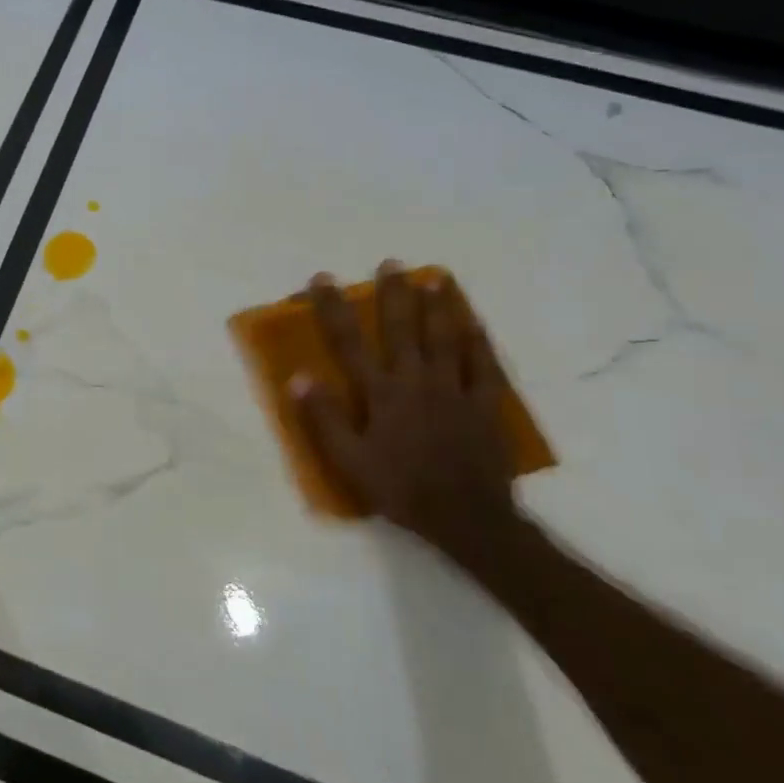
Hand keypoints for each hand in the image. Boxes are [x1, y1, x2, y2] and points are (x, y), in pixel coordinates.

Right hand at [291, 260, 520, 559]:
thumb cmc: (400, 488)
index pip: (350, 342)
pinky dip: (479, 341)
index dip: (334, 309)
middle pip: (402, 329)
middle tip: (391, 264)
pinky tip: (476, 322)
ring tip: (435, 278)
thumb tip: (299, 377)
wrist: (465, 518)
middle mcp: (416, 381)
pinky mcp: (484, 405)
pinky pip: (484, 366)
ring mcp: (454, 390)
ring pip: (445, 338)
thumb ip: (324, 418)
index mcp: (380, 394)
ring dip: (438, 306)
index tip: (323, 279)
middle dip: (394, 295)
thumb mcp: (349, 460)